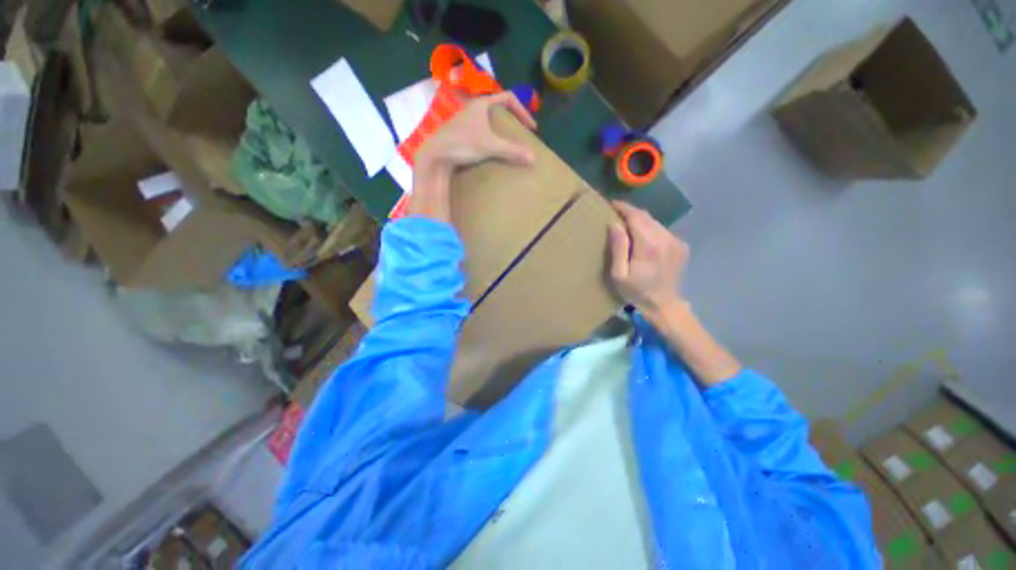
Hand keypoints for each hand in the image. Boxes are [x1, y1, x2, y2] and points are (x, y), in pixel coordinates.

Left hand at [415, 92, 537, 171]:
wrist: (435, 156)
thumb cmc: (462, 144)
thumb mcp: (490, 146)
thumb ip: (512, 151)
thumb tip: (533, 158)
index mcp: (481, 104)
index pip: (509, 98)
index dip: (523, 111)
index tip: (531, 127)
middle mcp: (473, 108)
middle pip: (498, 107)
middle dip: (511, 119)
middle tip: (520, 133)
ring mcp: (464, 121)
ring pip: (487, 119)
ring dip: (500, 129)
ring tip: (508, 143)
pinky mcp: (460, 134)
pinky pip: (480, 130)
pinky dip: (490, 137)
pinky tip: (492, 150)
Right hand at [608, 201, 688, 316]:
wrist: (664, 305)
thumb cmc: (636, 292)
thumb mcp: (619, 274)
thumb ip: (618, 248)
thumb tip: (614, 224)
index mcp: (649, 245)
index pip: (636, 217)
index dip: (623, 208)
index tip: (612, 204)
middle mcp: (665, 238)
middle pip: (646, 217)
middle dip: (631, 213)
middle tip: (616, 213)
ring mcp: (676, 242)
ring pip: (655, 222)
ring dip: (641, 221)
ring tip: (627, 225)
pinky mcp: (681, 246)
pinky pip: (662, 231)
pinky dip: (650, 229)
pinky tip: (643, 238)